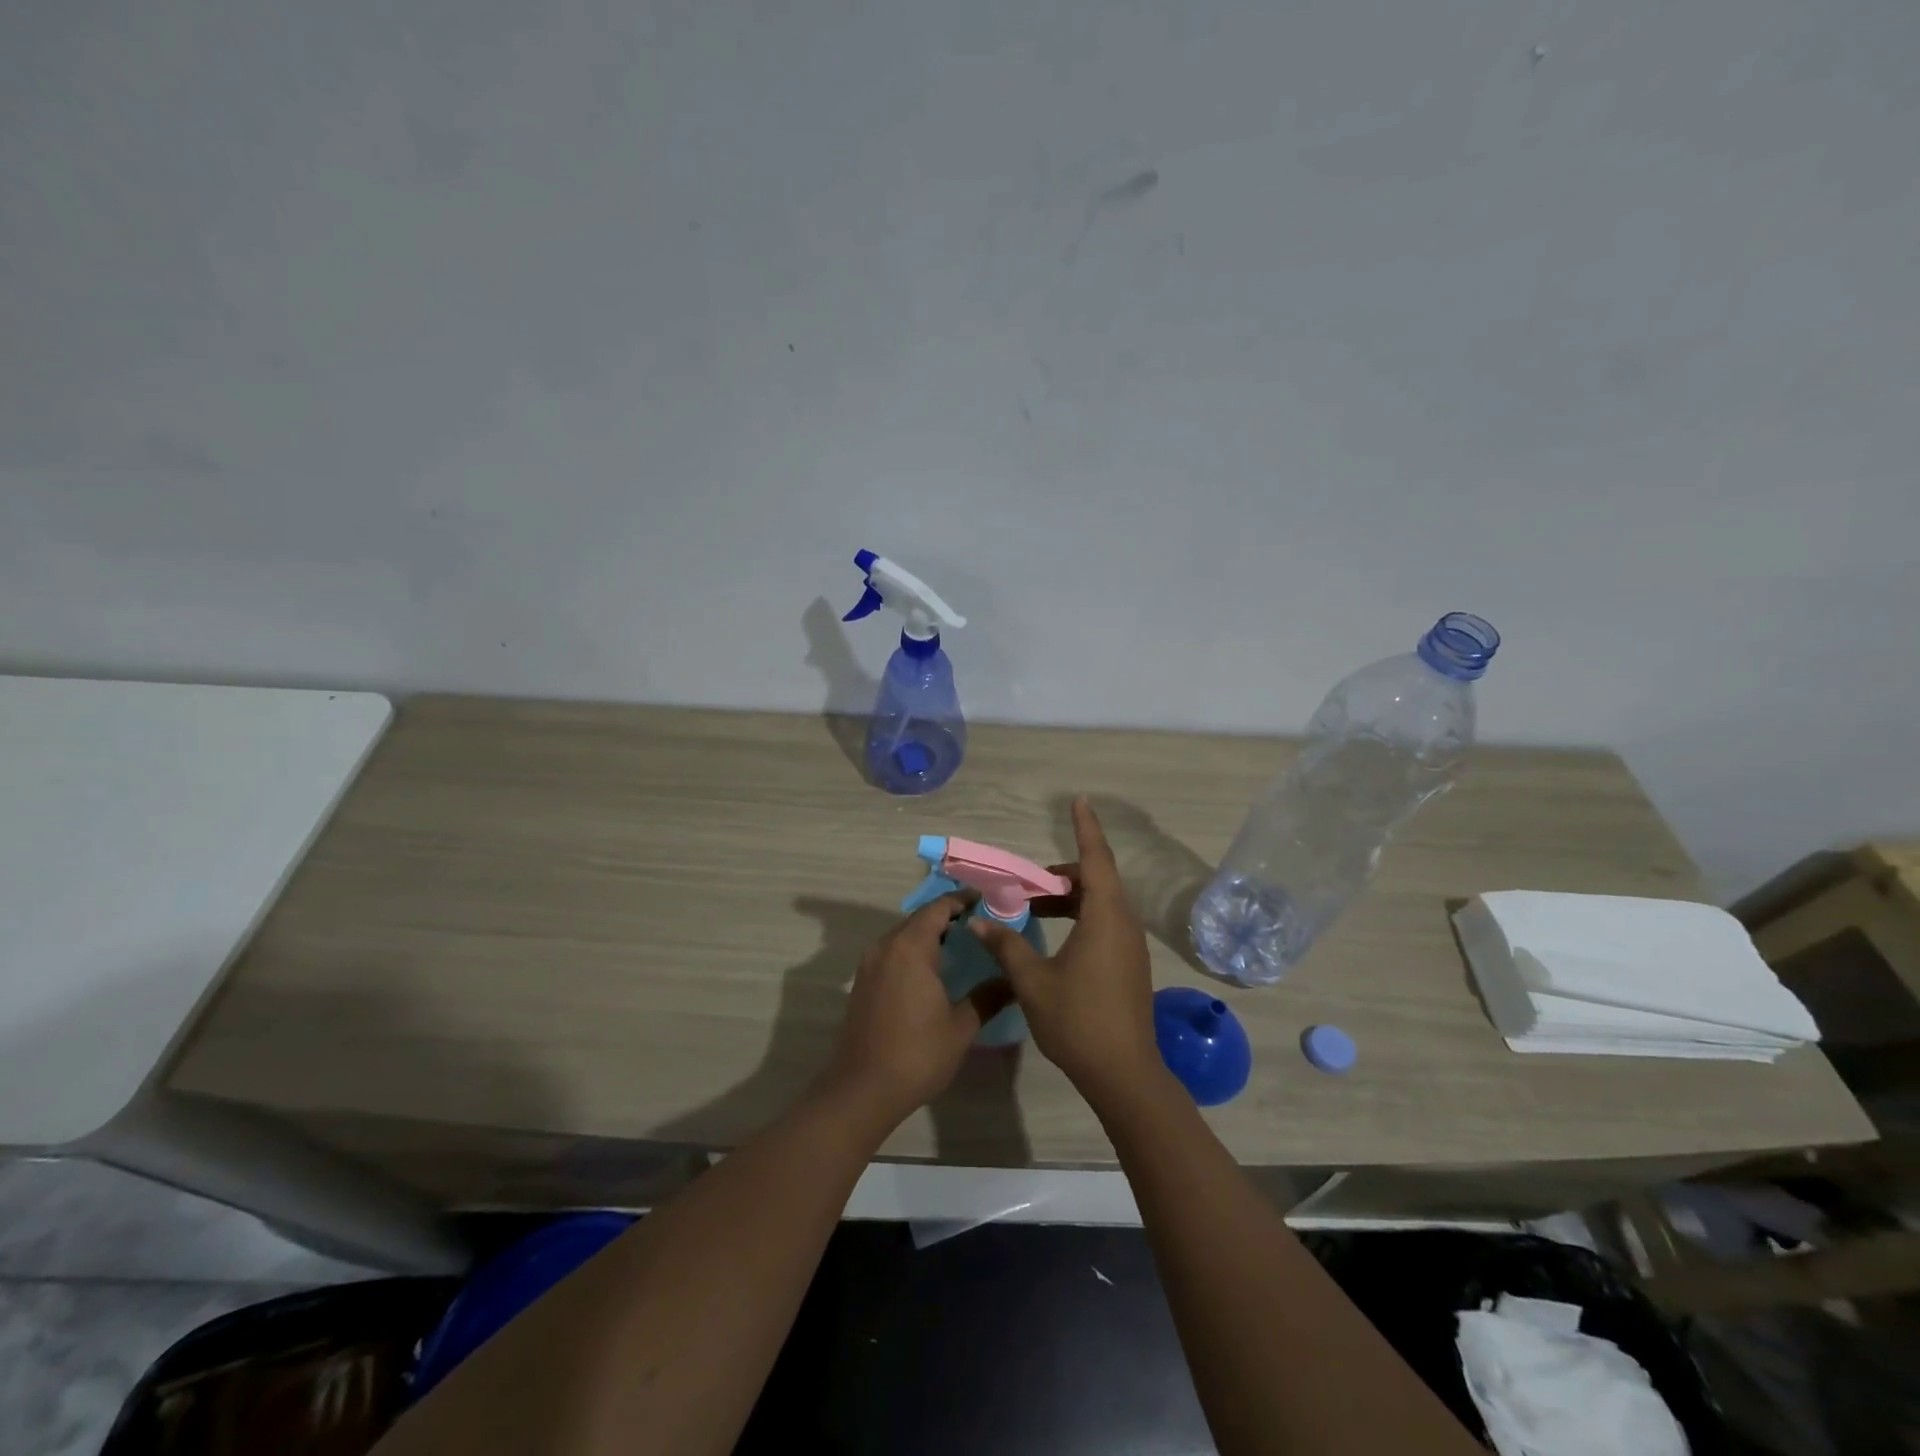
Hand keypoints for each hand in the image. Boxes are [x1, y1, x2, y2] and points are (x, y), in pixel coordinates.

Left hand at [814, 896, 1015, 1130]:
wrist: (862, 1090)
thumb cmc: (916, 1054)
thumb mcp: (961, 1027)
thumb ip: (988, 997)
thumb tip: (1014, 980)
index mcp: (910, 947)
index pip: (938, 908)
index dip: (962, 900)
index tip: (987, 901)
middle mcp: (886, 946)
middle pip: (920, 918)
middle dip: (949, 916)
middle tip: (981, 924)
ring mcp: (870, 964)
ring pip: (904, 935)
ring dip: (930, 934)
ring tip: (962, 944)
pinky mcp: (863, 982)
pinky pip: (892, 952)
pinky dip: (914, 951)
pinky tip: (933, 970)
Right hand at [969, 798, 1161, 1106]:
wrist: (1124, 1074)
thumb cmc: (1078, 1020)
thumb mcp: (1032, 981)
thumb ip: (1006, 946)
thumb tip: (979, 922)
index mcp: (1105, 917)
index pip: (1096, 859)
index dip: (1086, 828)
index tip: (1079, 800)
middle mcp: (1124, 923)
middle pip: (1097, 880)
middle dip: (1063, 874)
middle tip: (1028, 884)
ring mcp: (1130, 945)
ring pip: (1101, 903)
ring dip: (1070, 899)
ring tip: (1034, 910)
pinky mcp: (1130, 964)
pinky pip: (1105, 923)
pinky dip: (1080, 917)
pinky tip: (1055, 939)